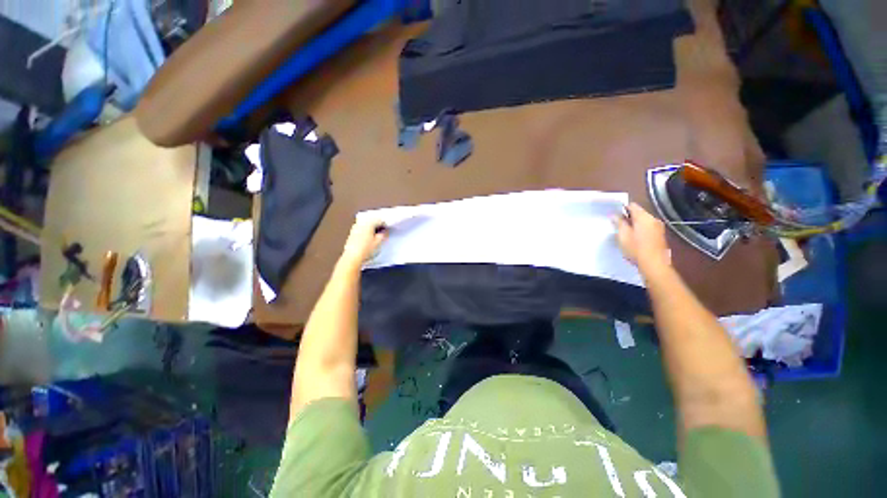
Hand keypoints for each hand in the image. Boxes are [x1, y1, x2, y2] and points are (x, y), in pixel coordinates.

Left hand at [340, 218, 387, 266]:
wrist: (352, 257)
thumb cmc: (366, 249)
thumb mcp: (378, 242)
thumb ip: (383, 235)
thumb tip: (384, 231)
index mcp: (369, 223)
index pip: (380, 220)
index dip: (385, 224)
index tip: (388, 230)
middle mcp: (361, 223)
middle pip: (372, 220)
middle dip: (378, 224)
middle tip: (383, 231)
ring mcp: (355, 227)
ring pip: (366, 223)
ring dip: (371, 227)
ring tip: (376, 234)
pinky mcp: (352, 233)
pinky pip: (361, 228)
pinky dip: (366, 230)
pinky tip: (368, 237)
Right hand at [614, 203, 670, 269]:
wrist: (654, 264)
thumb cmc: (636, 248)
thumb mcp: (622, 235)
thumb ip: (618, 223)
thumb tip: (614, 215)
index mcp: (644, 217)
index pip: (632, 205)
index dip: (622, 208)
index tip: (613, 215)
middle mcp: (653, 219)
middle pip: (638, 213)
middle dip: (627, 217)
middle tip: (617, 225)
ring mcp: (658, 228)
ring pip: (643, 221)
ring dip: (633, 224)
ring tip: (624, 233)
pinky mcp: (659, 236)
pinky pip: (647, 228)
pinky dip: (640, 230)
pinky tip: (634, 239)